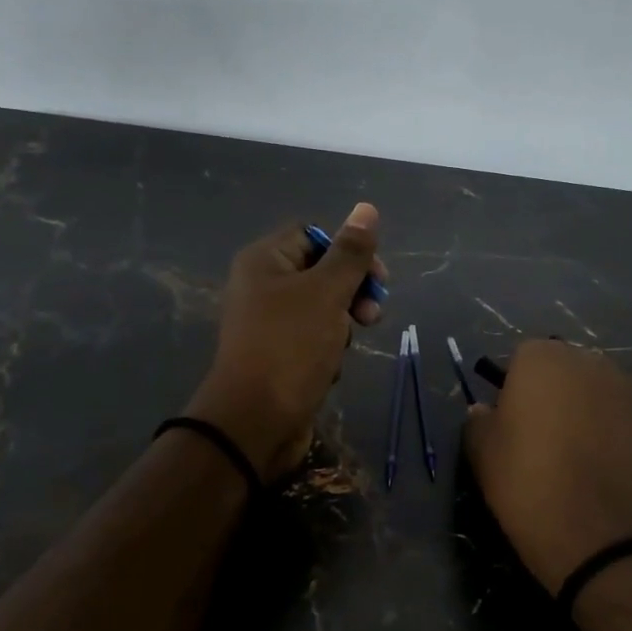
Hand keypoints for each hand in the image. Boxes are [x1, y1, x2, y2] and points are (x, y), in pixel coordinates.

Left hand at [185, 204, 388, 482]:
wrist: (255, 422)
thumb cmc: (290, 347)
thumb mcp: (326, 293)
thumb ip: (350, 253)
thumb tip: (366, 208)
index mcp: (265, 261)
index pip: (313, 234)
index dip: (347, 250)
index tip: (376, 277)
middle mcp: (262, 286)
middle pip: (321, 271)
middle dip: (352, 292)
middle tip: (371, 315)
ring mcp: (269, 324)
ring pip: (322, 309)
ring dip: (342, 325)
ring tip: (343, 347)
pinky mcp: (279, 355)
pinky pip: (314, 340)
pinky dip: (328, 350)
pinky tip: (328, 369)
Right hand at [463, 340, 631, 592]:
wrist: (603, 537)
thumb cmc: (529, 487)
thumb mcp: (482, 456)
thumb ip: (478, 422)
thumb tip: (485, 410)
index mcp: (543, 359)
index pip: (524, 357)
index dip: (517, 388)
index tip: (514, 422)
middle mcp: (592, 361)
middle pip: (569, 368)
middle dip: (560, 393)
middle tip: (550, 438)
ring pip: (606, 391)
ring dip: (596, 410)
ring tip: (590, 455)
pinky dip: (629, 433)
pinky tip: (620, 467)